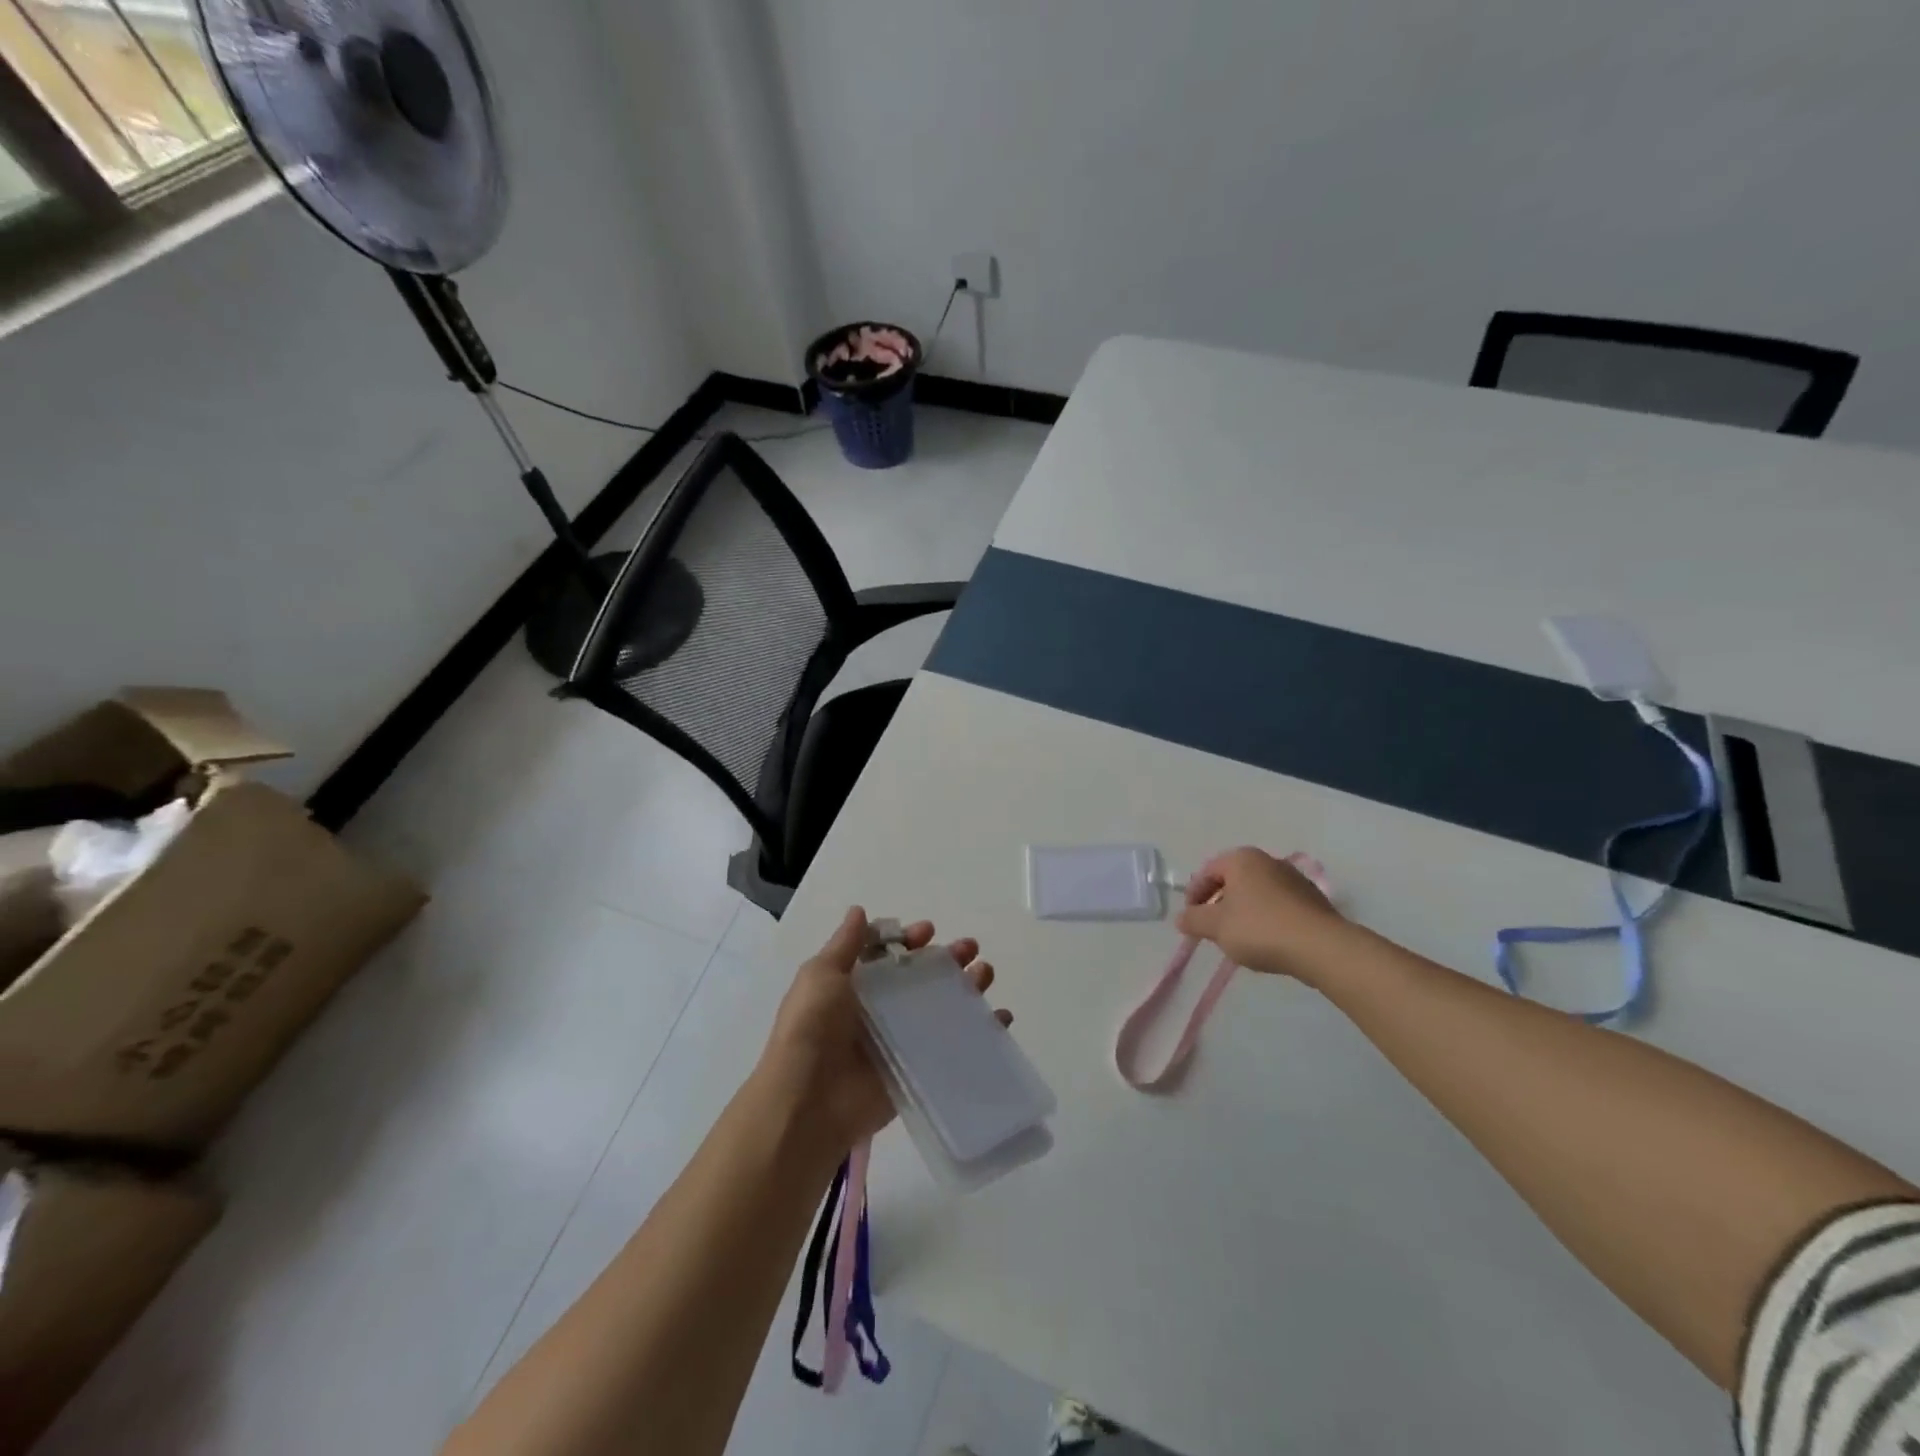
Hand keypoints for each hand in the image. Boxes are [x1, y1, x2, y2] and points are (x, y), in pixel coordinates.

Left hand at [758, 907, 1005, 1157]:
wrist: (810, 1102)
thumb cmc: (812, 1029)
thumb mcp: (821, 975)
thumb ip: (845, 944)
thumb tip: (859, 911)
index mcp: (853, 986)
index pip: (888, 955)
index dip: (908, 940)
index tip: (928, 932)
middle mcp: (878, 1011)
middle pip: (920, 979)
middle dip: (946, 960)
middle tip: (969, 949)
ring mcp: (900, 1041)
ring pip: (941, 1008)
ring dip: (966, 988)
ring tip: (985, 974)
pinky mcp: (918, 1070)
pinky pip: (953, 1047)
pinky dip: (980, 1032)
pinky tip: (1000, 1019)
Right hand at [1176, 847, 1345, 978]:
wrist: (1321, 947)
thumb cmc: (1260, 929)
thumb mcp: (1217, 927)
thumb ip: (1194, 920)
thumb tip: (1181, 918)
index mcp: (1242, 859)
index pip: (1207, 872)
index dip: (1194, 896)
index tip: (1190, 920)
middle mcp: (1268, 861)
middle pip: (1233, 881)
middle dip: (1218, 903)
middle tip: (1212, 929)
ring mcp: (1294, 879)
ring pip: (1256, 893)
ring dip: (1242, 912)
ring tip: (1239, 939)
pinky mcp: (1313, 900)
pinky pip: (1278, 906)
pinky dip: (1266, 919)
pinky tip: (1267, 942)